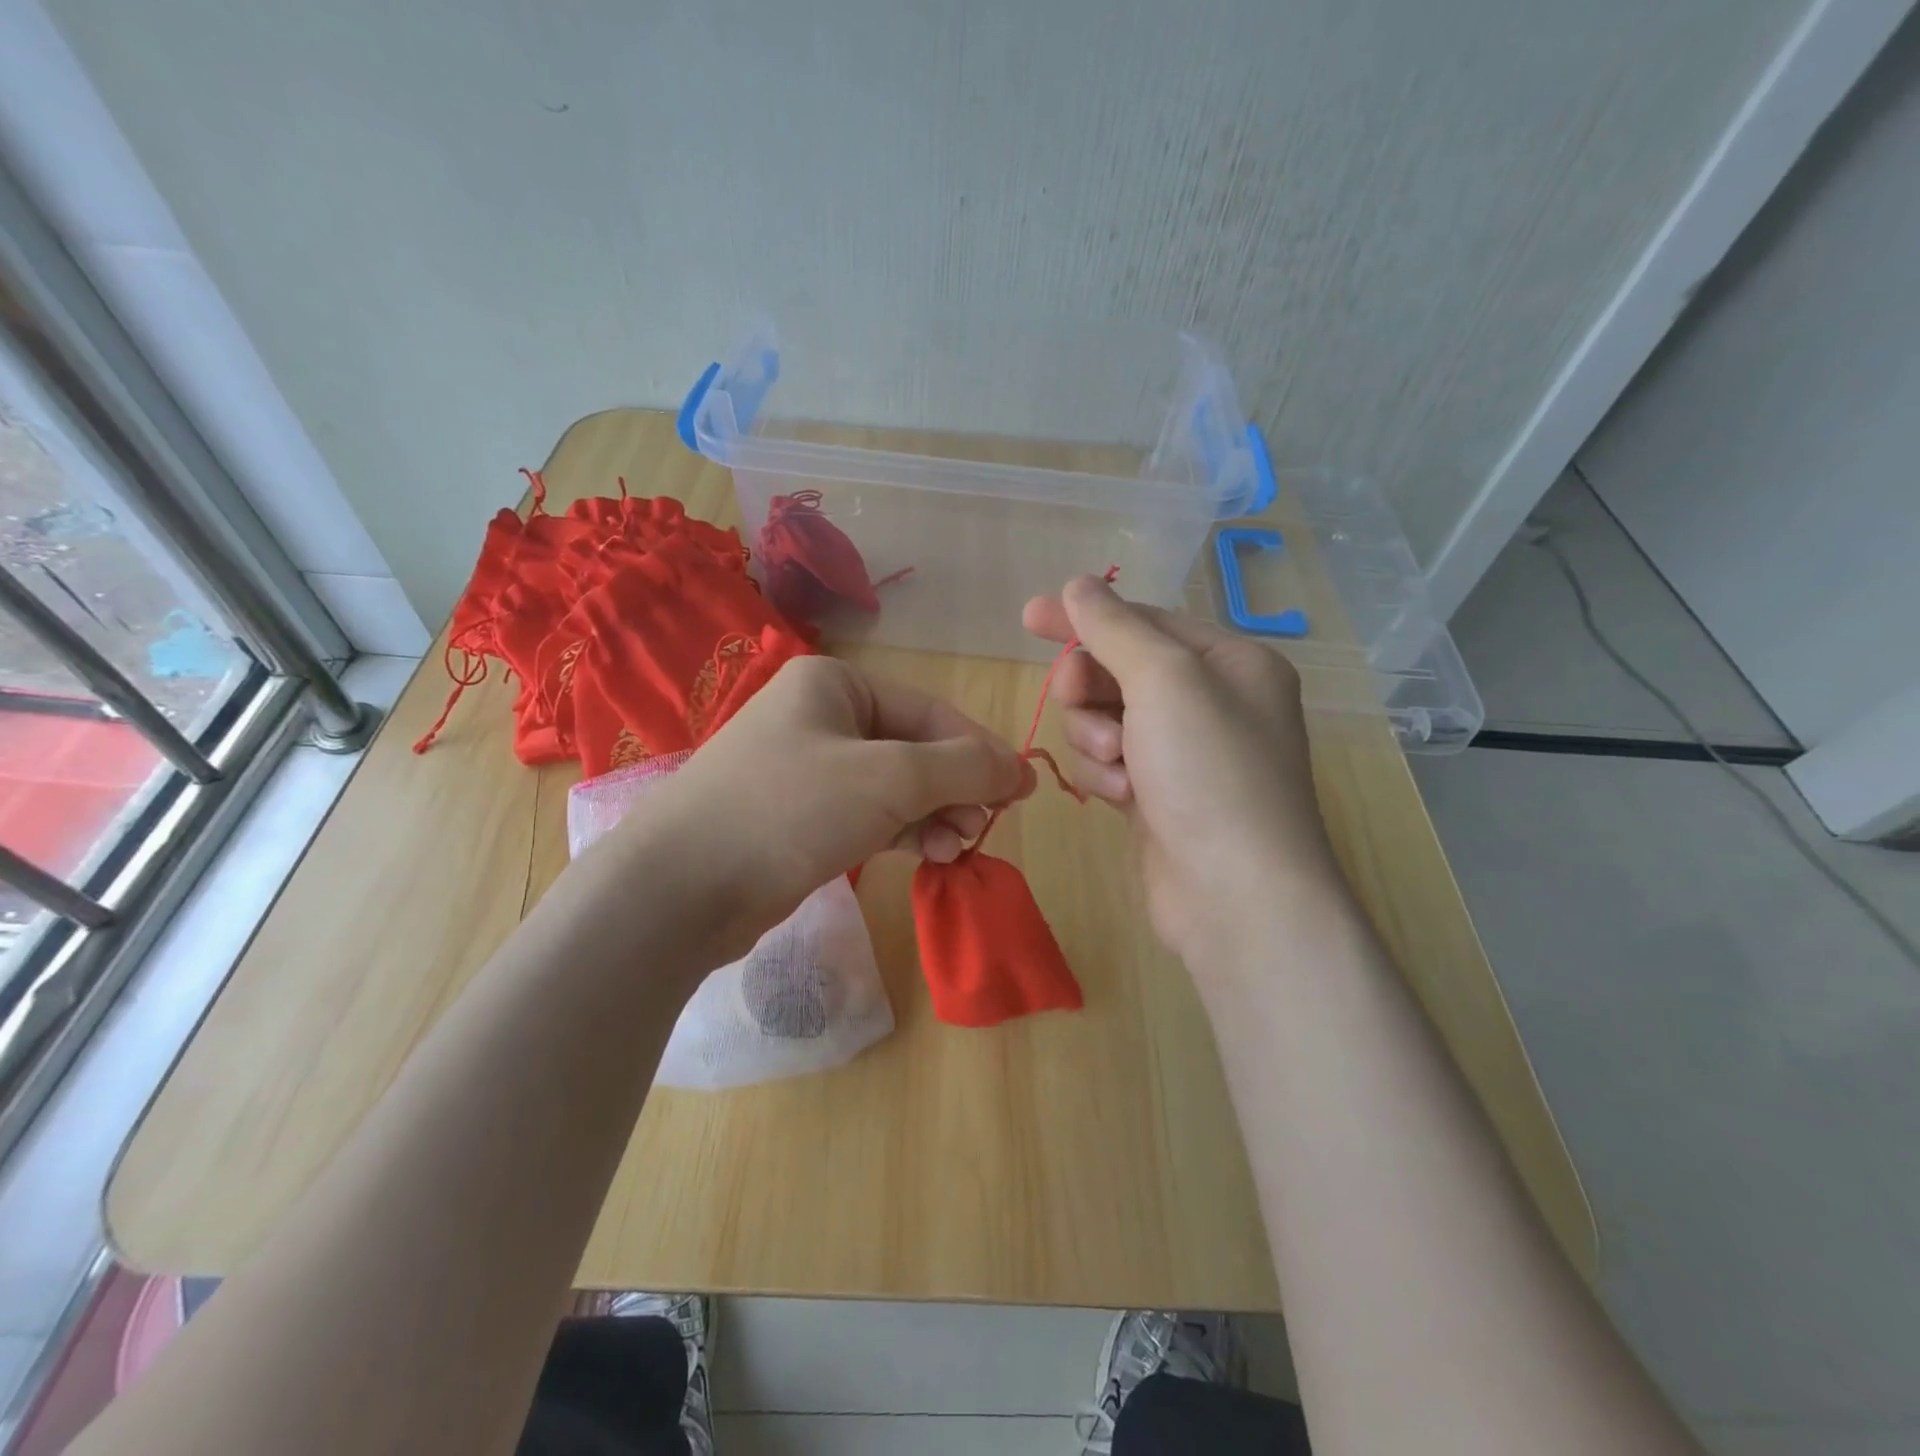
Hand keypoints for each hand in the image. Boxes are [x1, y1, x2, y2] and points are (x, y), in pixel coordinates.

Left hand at [621, 656, 1034, 948]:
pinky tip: (929, 855)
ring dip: (933, 815)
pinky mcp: (801, 817)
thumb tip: (1019, 769)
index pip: (932, 712)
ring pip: (895, 786)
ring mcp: (808, 768)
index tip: (1020, 792)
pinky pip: (869, 815)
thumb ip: (963, 768)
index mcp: (836, 684)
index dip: (981, 751)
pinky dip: (903, 832)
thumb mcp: (890, 778)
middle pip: (915, 748)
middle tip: (982, 829)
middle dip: (954, 790)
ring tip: (957, 849)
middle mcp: (821, 716)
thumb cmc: (791, 809)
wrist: (681, 888)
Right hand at [1021, 574, 1344, 966]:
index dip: (1084, 617)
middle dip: (1090, 687)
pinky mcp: (1158, 797)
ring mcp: (1184, 754)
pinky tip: (1123, 798)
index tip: (1028, 616)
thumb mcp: (1164, 680)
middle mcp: (1211, 702)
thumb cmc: (1209, 771)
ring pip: (1105, 719)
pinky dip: (1106, 775)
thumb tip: (1078, 584)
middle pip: (1119, 670)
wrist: (1236, 895)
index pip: (1144, 621)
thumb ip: (1114, 628)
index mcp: (1229, 662)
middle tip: (1074, 698)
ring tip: (1116, 764)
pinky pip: (1110, 763)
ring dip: (1096, 737)